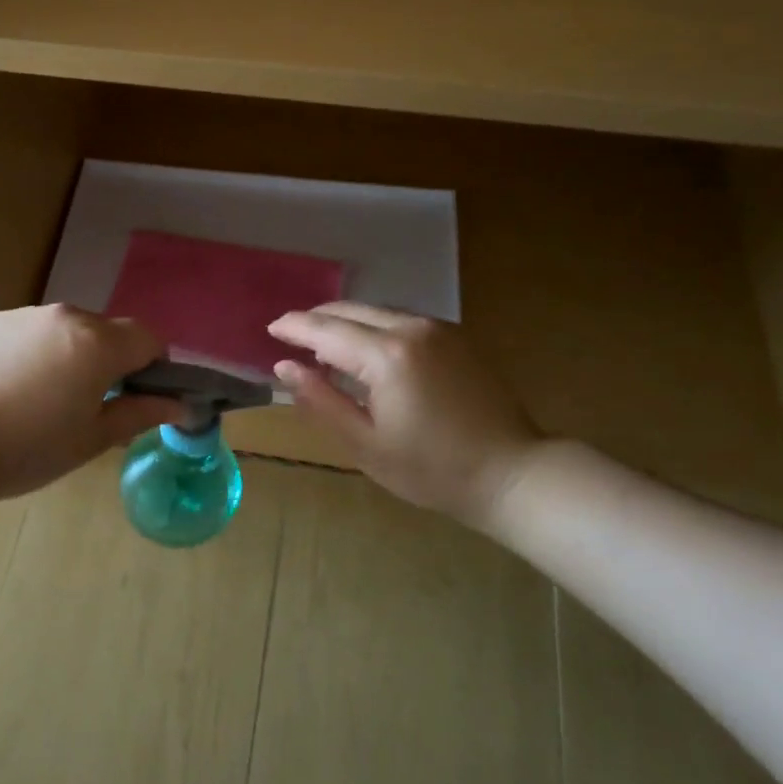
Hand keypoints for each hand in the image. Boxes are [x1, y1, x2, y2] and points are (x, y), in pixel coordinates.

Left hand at [0, 305, 183, 503]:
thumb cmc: (24, 450)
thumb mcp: (91, 440)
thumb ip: (140, 414)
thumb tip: (181, 406)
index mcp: (96, 343)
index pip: (149, 339)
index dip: (155, 368)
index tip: (139, 399)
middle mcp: (65, 316)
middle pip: (108, 332)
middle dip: (113, 362)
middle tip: (91, 407)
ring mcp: (24, 315)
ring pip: (69, 331)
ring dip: (74, 355)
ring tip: (44, 401)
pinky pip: (34, 332)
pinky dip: (39, 353)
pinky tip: (12, 390)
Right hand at [268, 303, 544, 529]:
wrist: (512, 473)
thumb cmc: (431, 469)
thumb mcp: (365, 444)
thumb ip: (320, 400)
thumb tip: (284, 367)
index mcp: (387, 356)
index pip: (325, 330)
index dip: (294, 327)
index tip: (270, 329)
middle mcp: (412, 328)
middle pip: (350, 310)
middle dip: (316, 319)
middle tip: (290, 336)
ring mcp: (439, 328)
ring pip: (377, 312)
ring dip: (345, 322)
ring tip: (324, 347)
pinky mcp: (456, 337)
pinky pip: (401, 320)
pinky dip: (373, 328)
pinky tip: (367, 352)